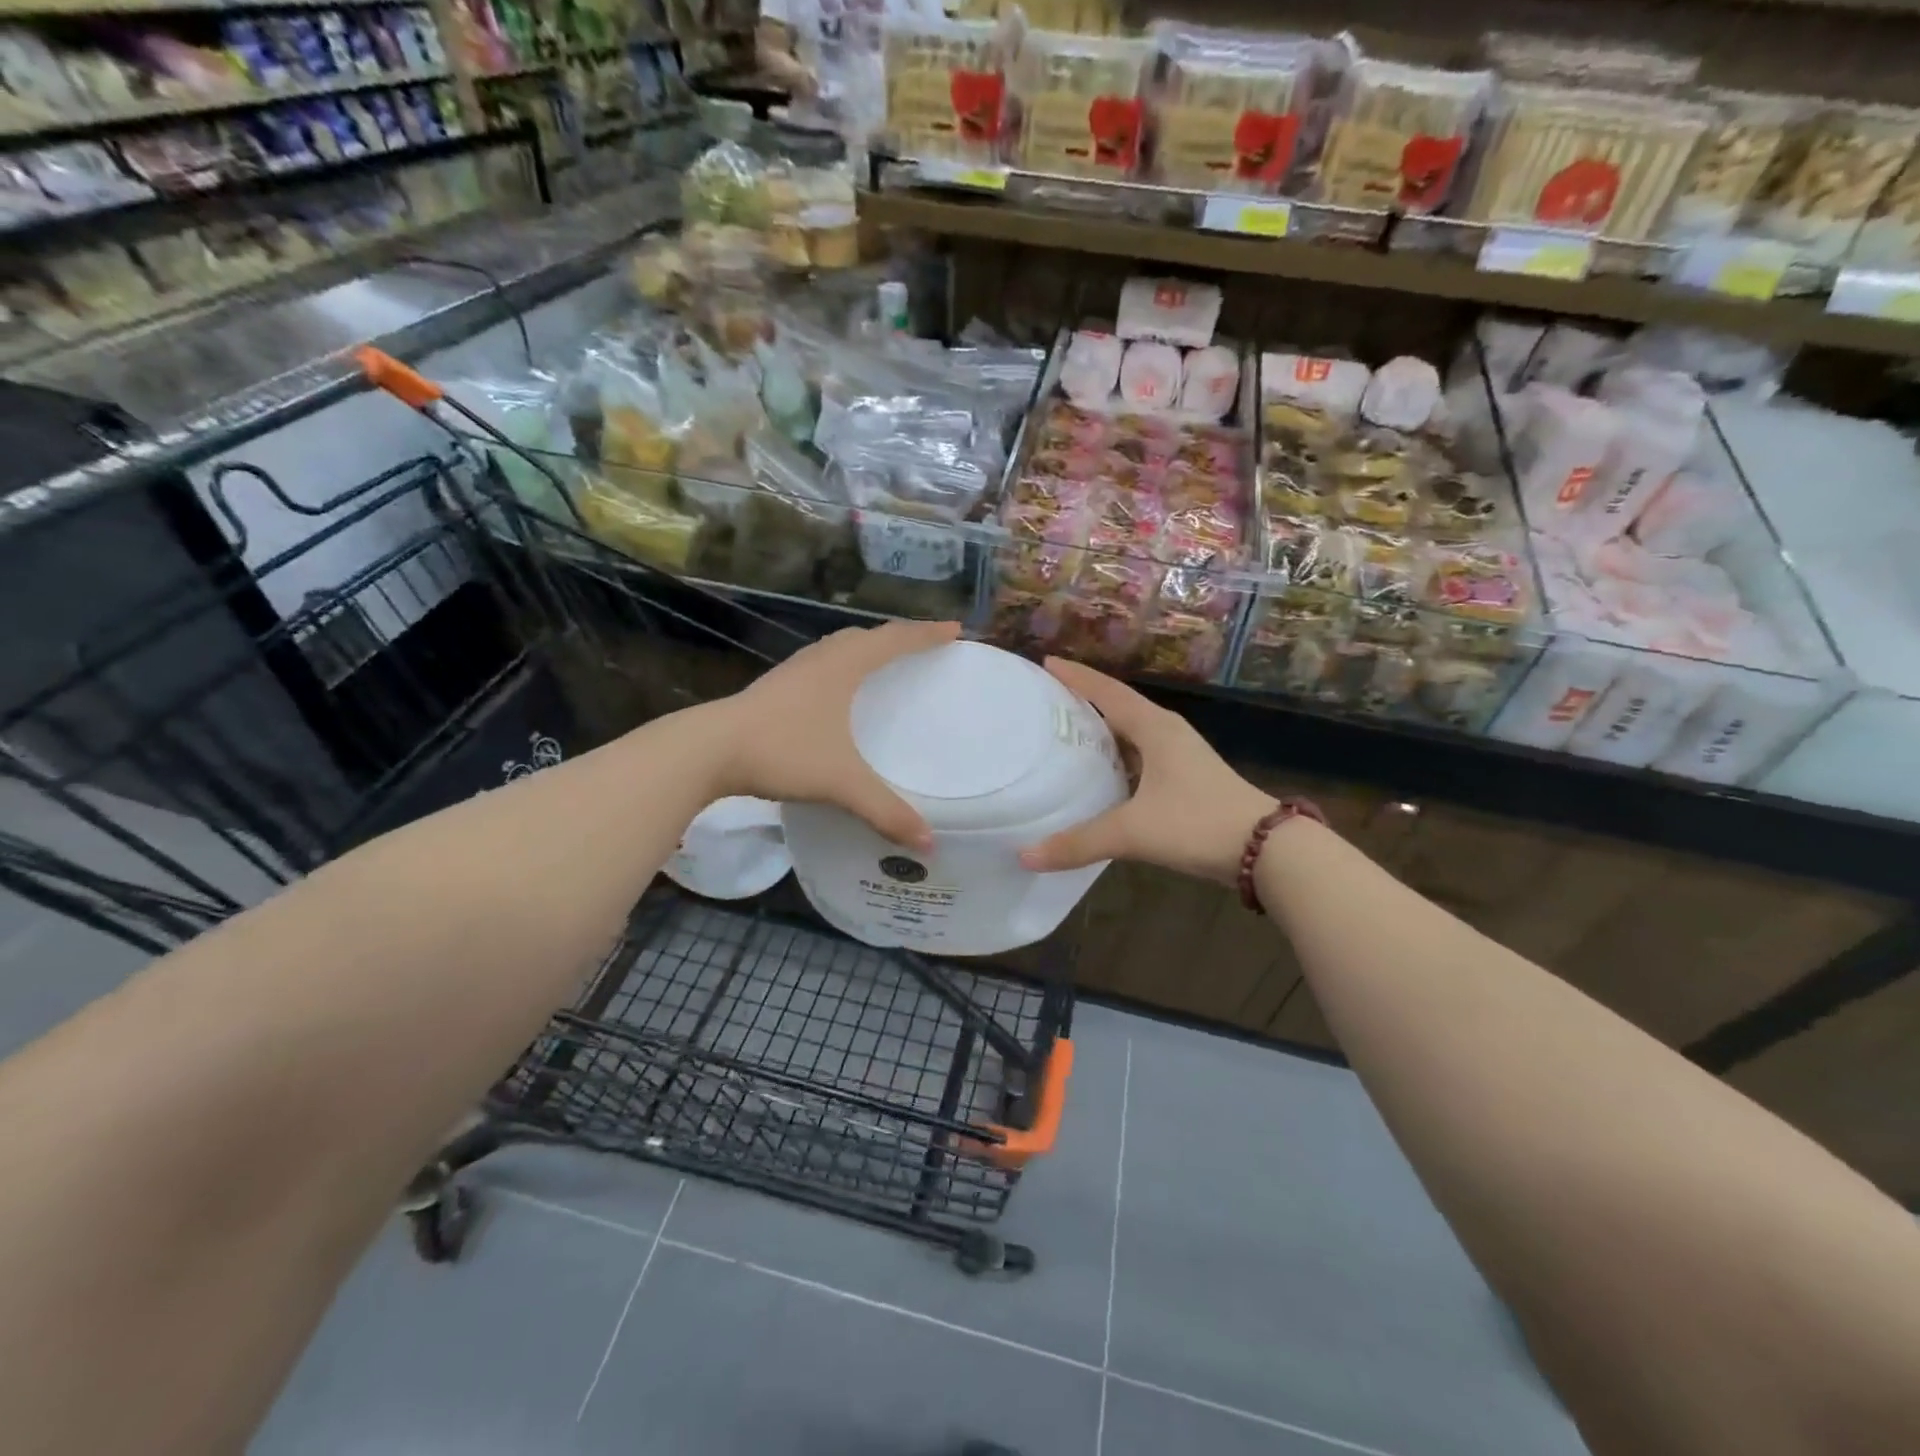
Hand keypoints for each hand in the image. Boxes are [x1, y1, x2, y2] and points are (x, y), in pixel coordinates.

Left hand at [709, 619, 960, 849]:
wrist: (708, 750)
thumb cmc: (782, 751)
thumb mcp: (840, 782)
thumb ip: (885, 811)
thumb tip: (927, 843)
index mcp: (843, 666)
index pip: (895, 640)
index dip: (927, 634)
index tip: (955, 631)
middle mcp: (820, 659)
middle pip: (866, 637)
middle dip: (897, 638)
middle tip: (921, 648)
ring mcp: (793, 672)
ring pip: (838, 648)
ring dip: (865, 650)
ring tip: (882, 665)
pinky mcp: (774, 689)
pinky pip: (820, 666)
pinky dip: (841, 669)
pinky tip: (836, 695)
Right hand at [1018, 658, 1274, 884]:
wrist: (1266, 849)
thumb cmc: (1197, 824)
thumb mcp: (1133, 832)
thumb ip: (1079, 843)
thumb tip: (1026, 856)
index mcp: (1155, 728)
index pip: (1107, 692)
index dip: (1076, 677)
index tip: (1045, 663)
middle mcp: (1166, 733)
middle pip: (1117, 707)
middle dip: (1083, 700)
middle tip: (1046, 700)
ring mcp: (1179, 755)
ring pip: (1130, 733)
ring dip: (1100, 731)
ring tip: (1063, 735)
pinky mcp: (1185, 778)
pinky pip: (1139, 756)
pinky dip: (1115, 758)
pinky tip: (1098, 776)